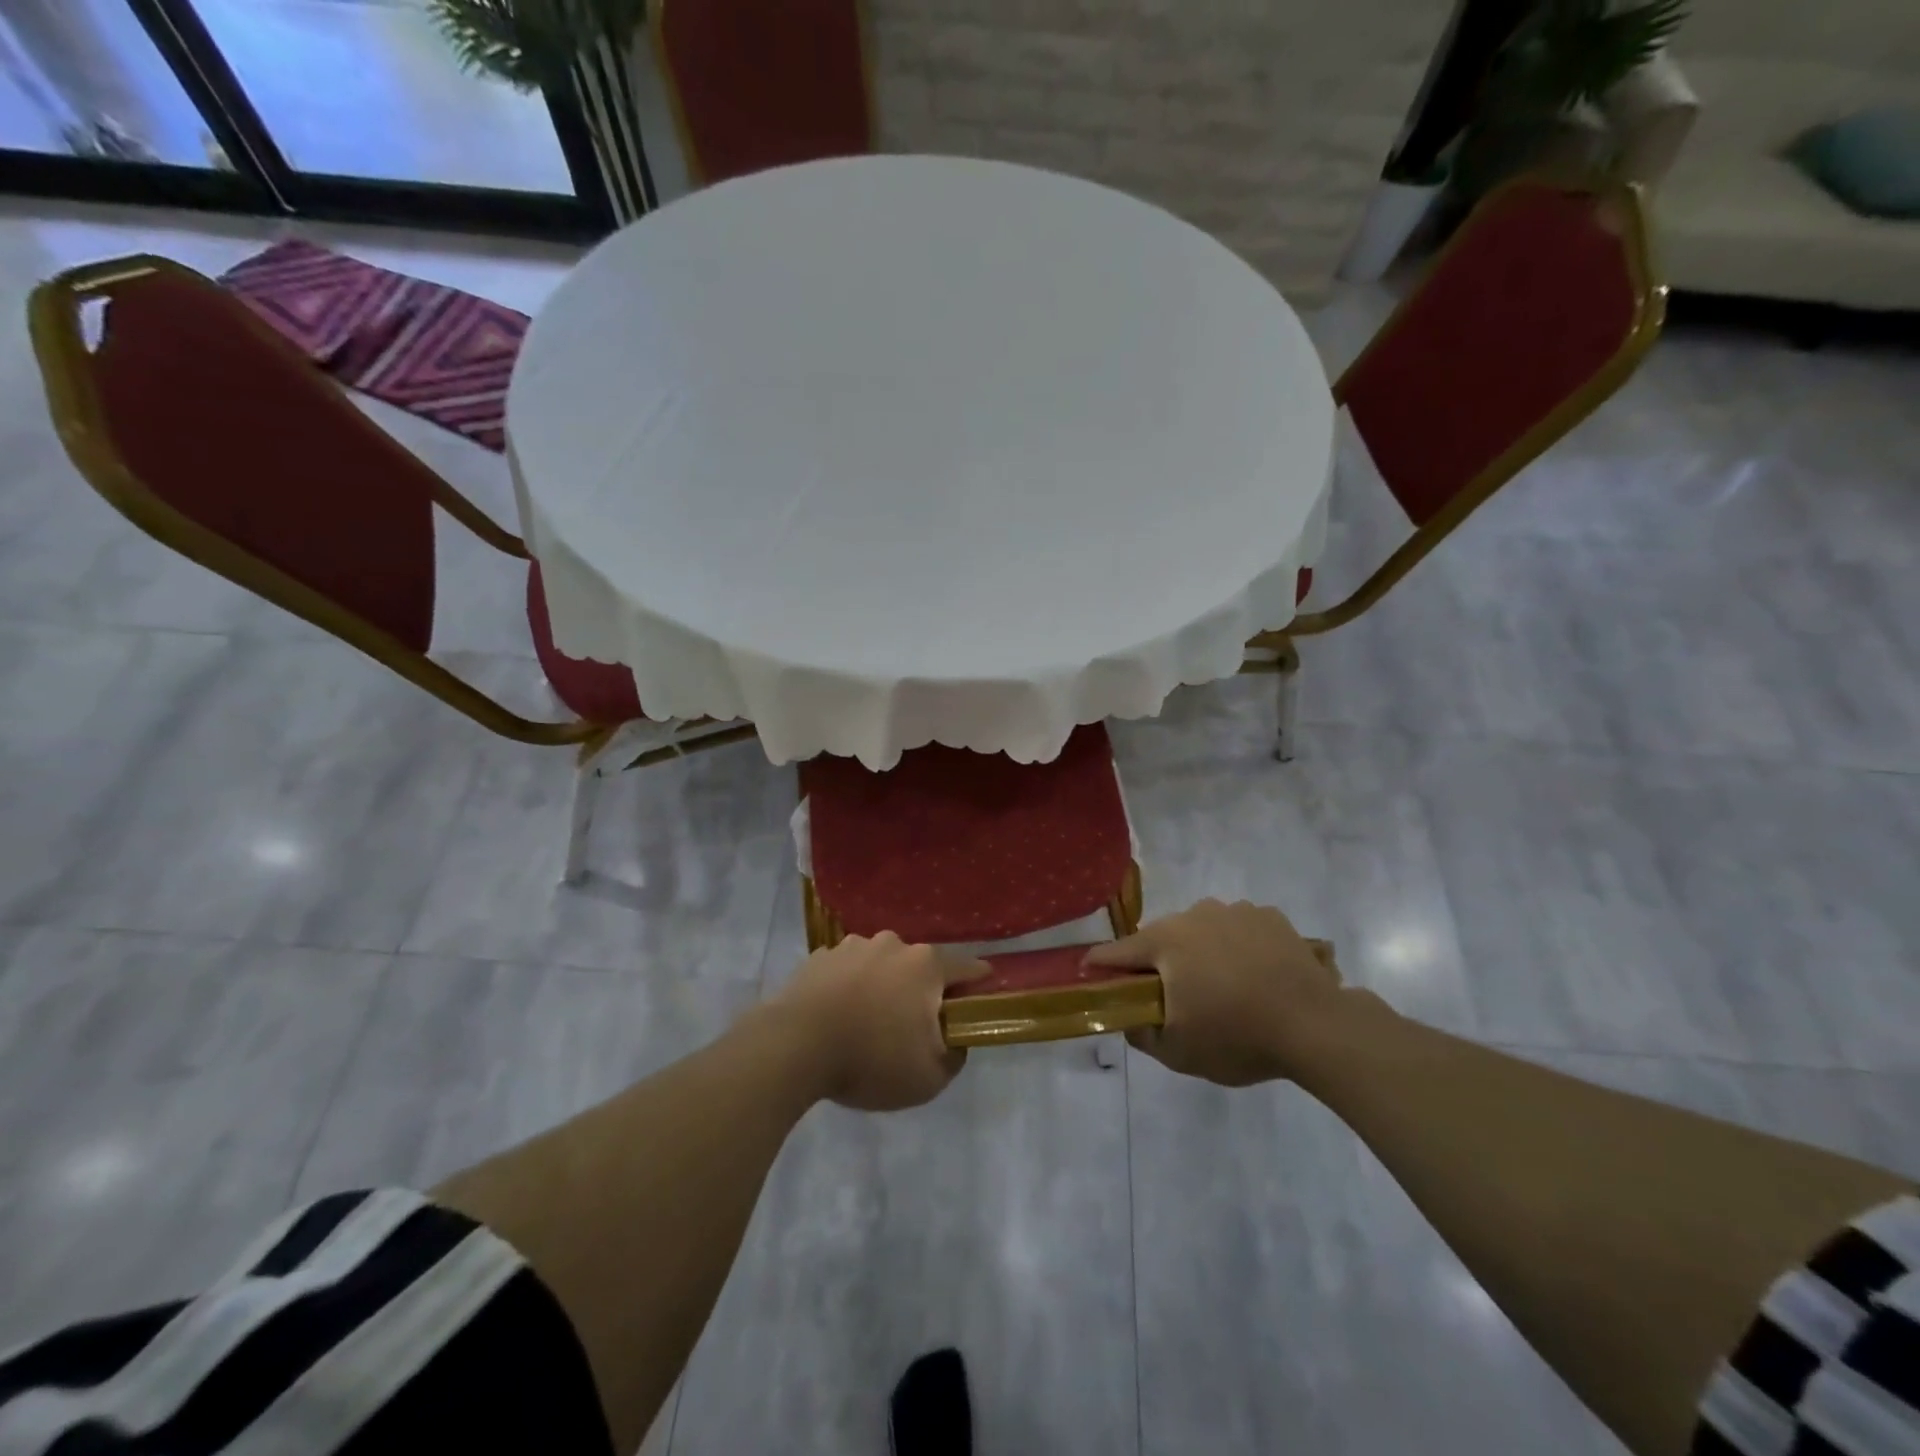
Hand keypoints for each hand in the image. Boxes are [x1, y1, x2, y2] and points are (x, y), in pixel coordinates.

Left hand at [771, 933, 988, 1110]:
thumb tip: (954, 1040)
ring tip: (868, 1022)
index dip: (979, 983)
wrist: (794, 1047)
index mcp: (926, 965)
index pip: (968, 967)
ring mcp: (853, 946)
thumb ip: (955, 1055)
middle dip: (922, 990)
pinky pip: (847, 971)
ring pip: (881, 965)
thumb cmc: (871, 1059)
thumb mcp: (930, 1077)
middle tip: (914, 1026)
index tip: (982, 997)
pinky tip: (837, 1016)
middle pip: (920, 966)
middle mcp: (893, 944)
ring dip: (882, 986)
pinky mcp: (819, 957)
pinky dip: (849, 987)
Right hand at [1085, 899, 1352, 1086]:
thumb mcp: (1179, 1052)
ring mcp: (1234, 910)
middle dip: (1159, 963)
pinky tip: (1255, 975)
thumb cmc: (1237, 1036)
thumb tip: (1128, 1018)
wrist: (1316, 1025)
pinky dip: (1238, 946)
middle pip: (1161, 938)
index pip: (1116, 951)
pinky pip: (1239, 928)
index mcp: (1164, 942)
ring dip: (1201, 952)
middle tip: (1172, 997)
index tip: (1093, 978)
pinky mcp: (1269, 916)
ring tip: (1222, 987)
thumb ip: (1142, 1034)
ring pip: (1201, 930)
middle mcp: (1193, 915)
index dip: (1101, 966)